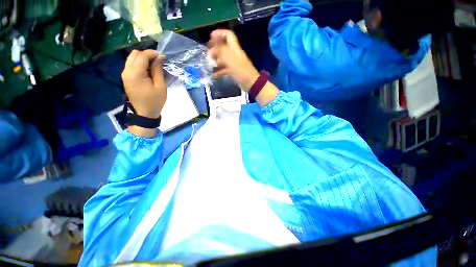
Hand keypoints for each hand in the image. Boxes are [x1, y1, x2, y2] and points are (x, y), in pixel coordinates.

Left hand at [121, 49, 165, 118]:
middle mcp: (127, 71)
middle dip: (147, 54)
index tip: (162, 56)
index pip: (142, 56)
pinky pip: (131, 65)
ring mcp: (125, 74)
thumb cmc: (155, 101)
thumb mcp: (160, 86)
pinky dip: (140, 64)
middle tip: (158, 61)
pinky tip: (148, 71)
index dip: (152, 53)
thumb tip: (160, 57)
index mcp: (135, 73)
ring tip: (154, 66)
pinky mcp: (126, 78)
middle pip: (134, 54)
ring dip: (143, 59)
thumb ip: (158, 70)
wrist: (145, 113)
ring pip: (132, 58)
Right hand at [208, 29, 279, 106]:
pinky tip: (214, 75)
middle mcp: (234, 54)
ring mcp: (234, 64)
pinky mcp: (234, 72)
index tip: (211, 36)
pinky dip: (219, 71)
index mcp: (234, 48)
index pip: (228, 35)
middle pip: (224, 47)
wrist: (250, 83)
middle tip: (209, 53)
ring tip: (210, 63)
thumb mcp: (229, 58)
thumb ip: (221, 51)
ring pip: (223, 59)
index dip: (219, 33)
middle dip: (215, 48)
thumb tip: (213, 49)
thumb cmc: (240, 70)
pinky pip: (225, 70)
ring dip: (216, 60)